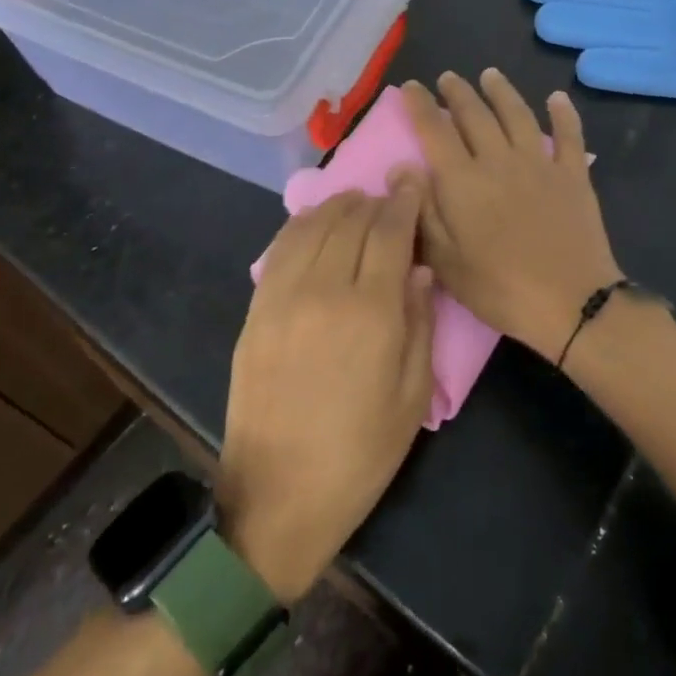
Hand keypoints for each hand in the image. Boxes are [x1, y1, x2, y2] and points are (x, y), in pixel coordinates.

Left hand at [219, 185, 435, 602]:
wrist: (278, 494)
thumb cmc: (360, 452)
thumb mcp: (412, 395)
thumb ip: (419, 323)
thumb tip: (418, 270)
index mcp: (371, 310)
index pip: (390, 231)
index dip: (404, 201)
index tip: (413, 182)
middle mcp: (324, 289)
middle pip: (351, 220)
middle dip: (375, 201)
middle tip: (391, 200)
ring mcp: (282, 295)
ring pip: (313, 225)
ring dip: (339, 206)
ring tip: (356, 206)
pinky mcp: (256, 308)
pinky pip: (281, 248)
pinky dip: (303, 225)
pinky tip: (316, 225)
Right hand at [402, 71, 622, 362]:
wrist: (570, 301)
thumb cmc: (499, 288)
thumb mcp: (445, 261)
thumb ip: (422, 211)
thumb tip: (401, 166)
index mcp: (463, 181)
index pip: (434, 131)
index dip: (419, 106)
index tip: (411, 87)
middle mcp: (498, 160)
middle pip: (474, 115)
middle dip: (457, 93)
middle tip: (448, 78)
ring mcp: (539, 164)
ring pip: (517, 115)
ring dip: (502, 92)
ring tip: (490, 75)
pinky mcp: (573, 175)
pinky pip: (568, 135)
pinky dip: (563, 114)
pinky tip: (557, 98)